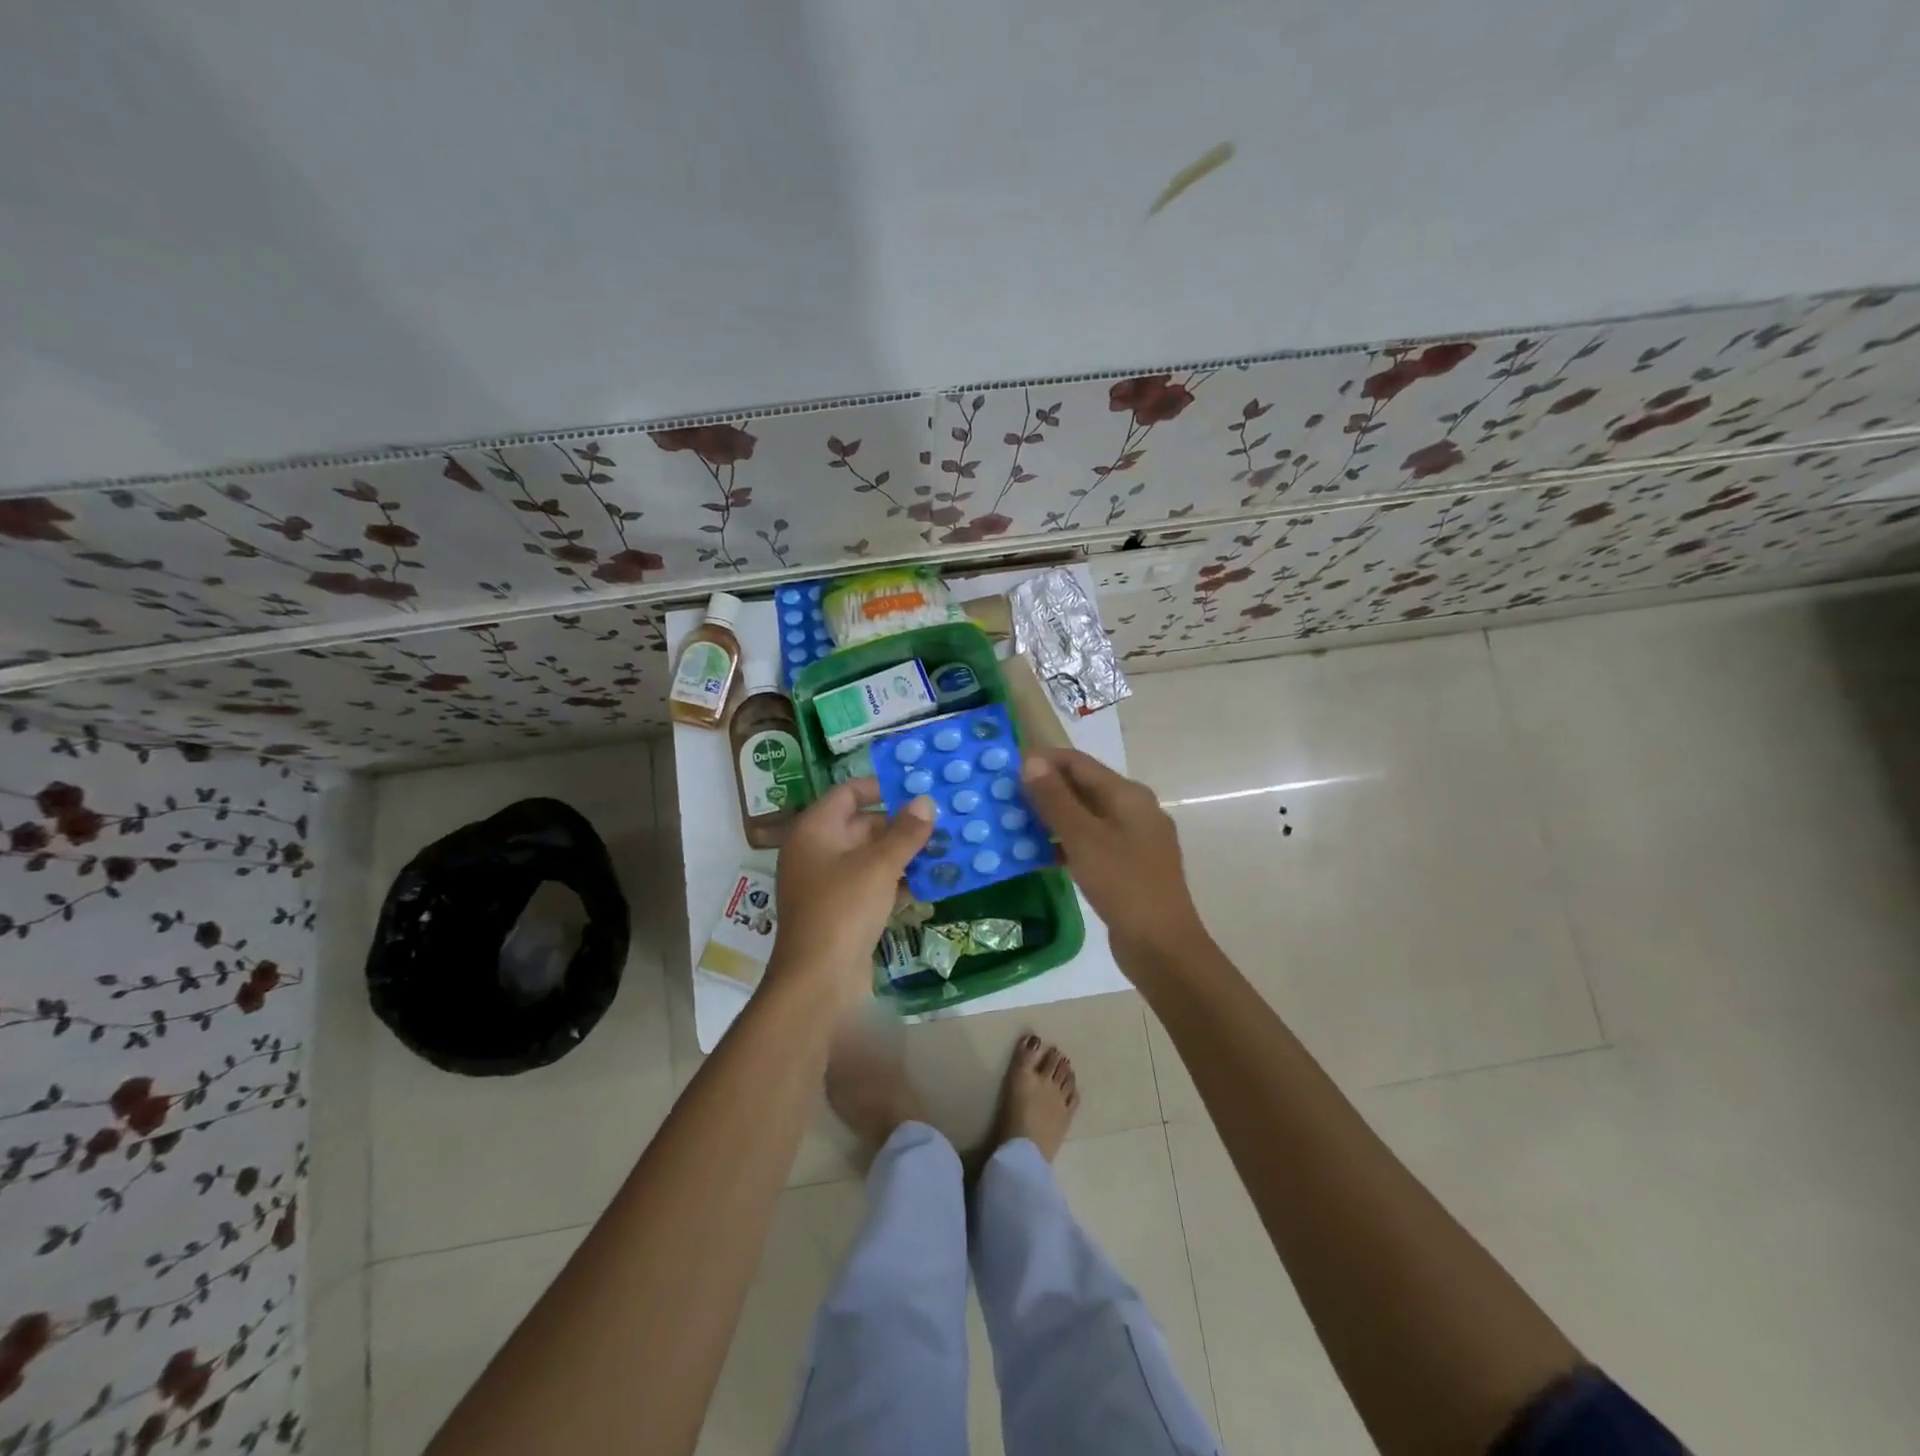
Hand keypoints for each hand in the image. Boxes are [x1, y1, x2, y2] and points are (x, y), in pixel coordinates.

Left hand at [771, 779, 934, 1001]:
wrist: (818, 981)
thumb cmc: (844, 909)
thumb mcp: (879, 865)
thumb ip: (905, 832)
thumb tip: (926, 801)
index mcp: (815, 830)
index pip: (847, 792)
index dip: (881, 787)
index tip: (917, 788)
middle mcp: (817, 851)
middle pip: (862, 825)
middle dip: (901, 824)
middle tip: (942, 821)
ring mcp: (828, 884)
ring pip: (870, 858)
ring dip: (904, 855)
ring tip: (945, 849)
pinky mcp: (842, 911)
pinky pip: (872, 885)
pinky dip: (897, 882)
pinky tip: (931, 883)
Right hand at [1019, 748, 1206, 965]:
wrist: (1162, 947)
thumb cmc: (1123, 884)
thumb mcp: (1083, 838)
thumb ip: (1056, 799)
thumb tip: (1031, 760)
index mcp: (1128, 795)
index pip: (1079, 762)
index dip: (1043, 761)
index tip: (1006, 769)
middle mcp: (1134, 809)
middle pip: (1083, 787)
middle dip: (1045, 790)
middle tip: (1005, 798)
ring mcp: (1133, 839)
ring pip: (1086, 817)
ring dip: (1052, 819)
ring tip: (1015, 825)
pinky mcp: (1128, 866)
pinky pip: (1091, 843)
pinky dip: (1065, 844)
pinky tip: (1038, 855)